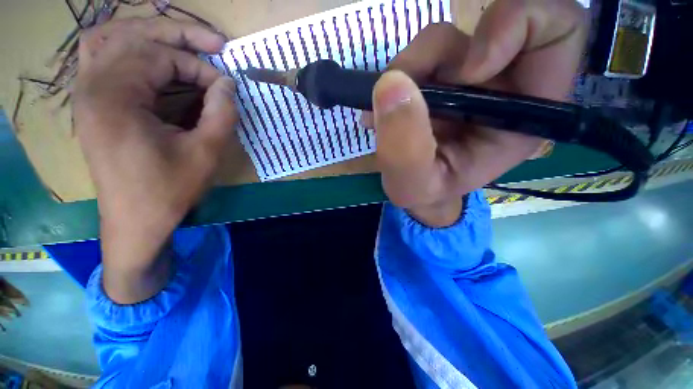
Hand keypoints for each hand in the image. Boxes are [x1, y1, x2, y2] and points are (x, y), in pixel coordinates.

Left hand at [73, 18, 237, 302]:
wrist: (136, 221)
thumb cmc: (169, 191)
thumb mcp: (206, 153)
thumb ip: (221, 113)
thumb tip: (228, 84)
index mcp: (115, 97)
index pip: (161, 56)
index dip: (200, 69)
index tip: (225, 89)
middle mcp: (92, 85)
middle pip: (133, 34)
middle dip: (179, 35)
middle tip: (215, 44)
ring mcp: (87, 93)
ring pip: (111, 38)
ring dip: (150, 35)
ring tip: (184, 44)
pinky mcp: (92, 105)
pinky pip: (103, 58)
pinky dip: (129, 49)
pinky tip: (152, 59)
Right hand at [368, 0, 587, 226]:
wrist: (415, 191)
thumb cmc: (424, 192)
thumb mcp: (412, 185)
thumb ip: (404, 149)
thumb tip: (392, 85)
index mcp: (520, 115)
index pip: (560, 34)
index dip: (518, 26)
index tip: (466, 71)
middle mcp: (500, 87)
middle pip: (486, 26)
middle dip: (430, 55)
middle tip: (399, 91)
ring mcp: (465, 79)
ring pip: (441, 40)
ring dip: (404, 71)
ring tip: (381, 114)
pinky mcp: (437, 78)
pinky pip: (417, 56)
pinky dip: (393, 77)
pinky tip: (381, 109)